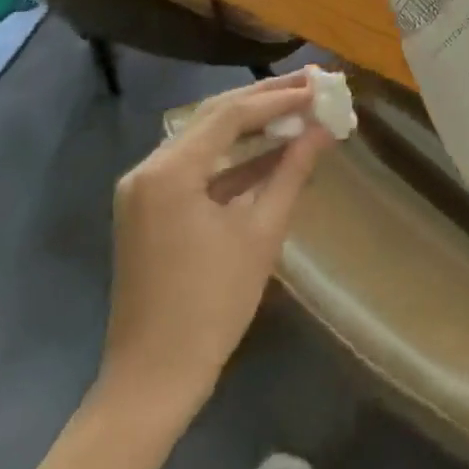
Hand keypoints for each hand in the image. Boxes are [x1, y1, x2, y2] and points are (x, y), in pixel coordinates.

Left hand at [101, 72, 334, 406]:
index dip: (278, 98)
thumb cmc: (211, 308)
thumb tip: (324, 130)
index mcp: (170, 172)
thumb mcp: (261, 234)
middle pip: (215, 116)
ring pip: (206, 137)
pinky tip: (272, 150)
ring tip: (298, 108)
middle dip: (265, 99)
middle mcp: (150, 168)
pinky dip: (233, 157)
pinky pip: (197, 166)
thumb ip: (292, 171)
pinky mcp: (151, 207)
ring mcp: (145, 188)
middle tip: (311, 85)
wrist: (152, 383)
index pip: (231, 114)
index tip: (319, 87)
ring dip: (251, 124)